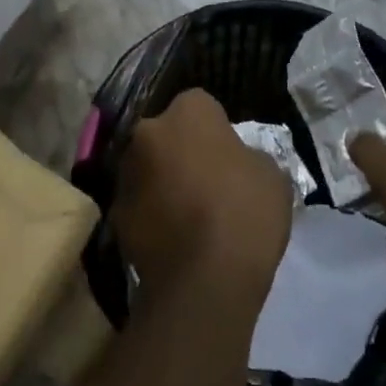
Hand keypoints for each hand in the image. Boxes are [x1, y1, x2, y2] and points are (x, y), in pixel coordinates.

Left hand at [113, 89, 293, 306]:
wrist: (204, 281)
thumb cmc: (245, 214)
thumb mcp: (271, 175)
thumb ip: (248, 156)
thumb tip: (235, 161)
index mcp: (188, 112)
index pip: (201, 105)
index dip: (215, 128)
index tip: (228, 154)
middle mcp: (148, 130)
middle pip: (166, 133)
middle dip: (180, 149)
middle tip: (204, 181)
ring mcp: (126, 171)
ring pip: (147, 166)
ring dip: (161, 180)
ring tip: (186, 214)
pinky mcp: (115, 212)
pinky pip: (137, 203)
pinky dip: (150, 213)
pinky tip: (171, 238)